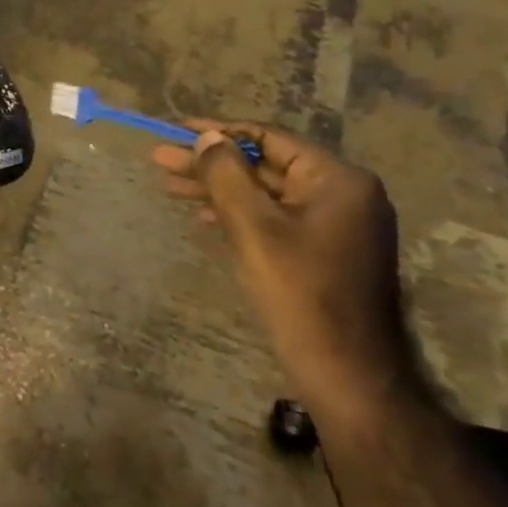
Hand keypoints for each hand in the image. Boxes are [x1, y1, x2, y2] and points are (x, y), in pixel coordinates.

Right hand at [155, 121, 420, 424]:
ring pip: (266, 193)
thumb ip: (226, 174)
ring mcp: (336, 224)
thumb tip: (207, 137)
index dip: (218, 131)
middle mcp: (343, 194)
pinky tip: (203, 217)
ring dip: (218, 189)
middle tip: (160, 159)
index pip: (269, 138)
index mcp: (337, 180)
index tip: (176, 129)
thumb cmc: (300, 294)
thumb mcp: (253, 228)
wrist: (347, 377)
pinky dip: (239, 214)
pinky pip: (275, 218)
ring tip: (169, 186)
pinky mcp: (325, 251)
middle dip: (211, 163)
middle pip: (264, 165)